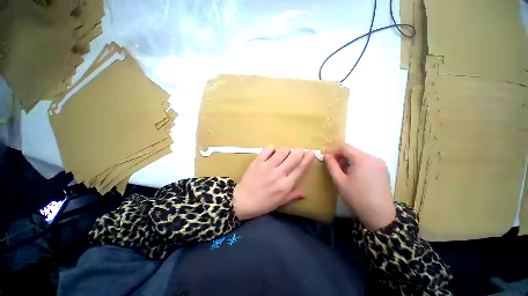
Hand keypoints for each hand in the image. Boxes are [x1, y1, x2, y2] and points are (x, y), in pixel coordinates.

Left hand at [233, 147, 313, 219]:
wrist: (243, 201)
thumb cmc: (263, 204)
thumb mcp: (280, 202)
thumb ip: (292, 195)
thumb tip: (304, 192)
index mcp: (285, 185)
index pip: (300, 168)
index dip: (307, 158)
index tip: (310, 152)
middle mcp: (278, 174)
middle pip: (293, 157)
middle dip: (298, 151)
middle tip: (298, 151)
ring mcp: (267, 167)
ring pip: (281, 151)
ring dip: (285, 150)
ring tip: (284, 153)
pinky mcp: (257, 162)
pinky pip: (267, 150)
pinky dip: (271, 148)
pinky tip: (272, 152)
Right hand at [325, 143, 395, 229]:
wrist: (379, 215)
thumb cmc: (356, 197)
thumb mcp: (340, 181)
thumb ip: (331, 165)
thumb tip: (326, 155)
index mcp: (363, 159)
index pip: (345, 147)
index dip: (334, 150)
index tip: (327, 158)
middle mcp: (374, 158)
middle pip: (353, 151)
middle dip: (341, 156)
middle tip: (333, 166)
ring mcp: (380, 164)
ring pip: (359, 156)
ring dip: (349, 161)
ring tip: (343, 172)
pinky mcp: (383, 170)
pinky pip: (367, 162)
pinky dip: (357, 165)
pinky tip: (354, 175)